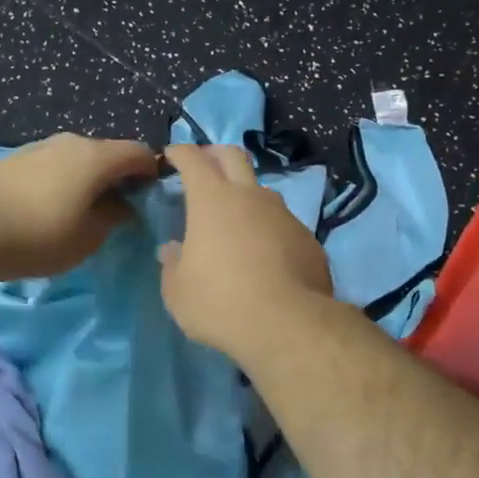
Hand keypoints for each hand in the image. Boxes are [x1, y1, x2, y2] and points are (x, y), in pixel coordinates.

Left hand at [0, 132, 158, 279]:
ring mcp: (40, 146)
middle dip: (119, 177)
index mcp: (95, 157)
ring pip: (78, 157)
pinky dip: (63, 179)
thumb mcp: (88, 238)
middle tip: (119, 209)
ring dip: (88, 178)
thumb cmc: (39, 237)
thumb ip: (114, 217)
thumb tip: (122, 204)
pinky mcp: (16, 157)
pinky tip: (50, 206)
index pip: (139, 152)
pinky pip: (54, 164)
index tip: (151, 199)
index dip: (152, 172)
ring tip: (82, 210)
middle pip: (108, 152)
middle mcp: (70, 141)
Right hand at [157, 143, 333, 359]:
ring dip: (245, 193)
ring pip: (262, 189)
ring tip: (235, 217)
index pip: (193, 159)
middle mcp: (250, 196)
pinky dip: (267, 227)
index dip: (180, 152)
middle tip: (204, 166)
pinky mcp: (307, 238)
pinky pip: (282, 222)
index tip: (171, 155)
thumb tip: (172, 250)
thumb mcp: (178, 292)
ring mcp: (283, 215)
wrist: (288, 325)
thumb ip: (172, 265)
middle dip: (214, 154)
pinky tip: (264, 253)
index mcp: (212, 200)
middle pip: (233, 156)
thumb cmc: (220, 303)